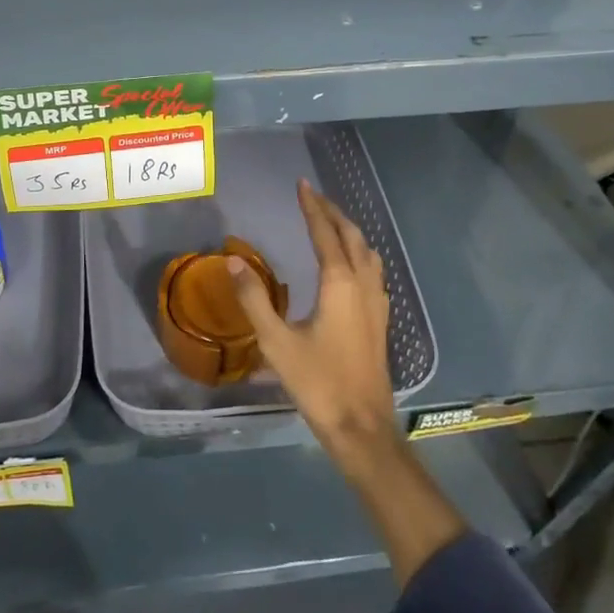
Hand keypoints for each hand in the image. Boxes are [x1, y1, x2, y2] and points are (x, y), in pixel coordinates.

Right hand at [231, 180, 395, 452]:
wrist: (361, 427)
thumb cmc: (317, 383)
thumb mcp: (276, 342)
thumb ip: (254, 299)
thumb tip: (233, 260)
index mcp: (339, 284)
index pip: (325, 233)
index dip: (312, 207)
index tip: (302, 185)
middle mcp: (362, 286)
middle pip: (352, 237)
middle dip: (333, 213)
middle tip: (314, 197)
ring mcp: (376, 304)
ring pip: (367, 253)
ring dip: (350, 232)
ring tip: (331, 223)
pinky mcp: (380, 321)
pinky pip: (373, 271)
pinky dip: (360, 254)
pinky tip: (351, 267)